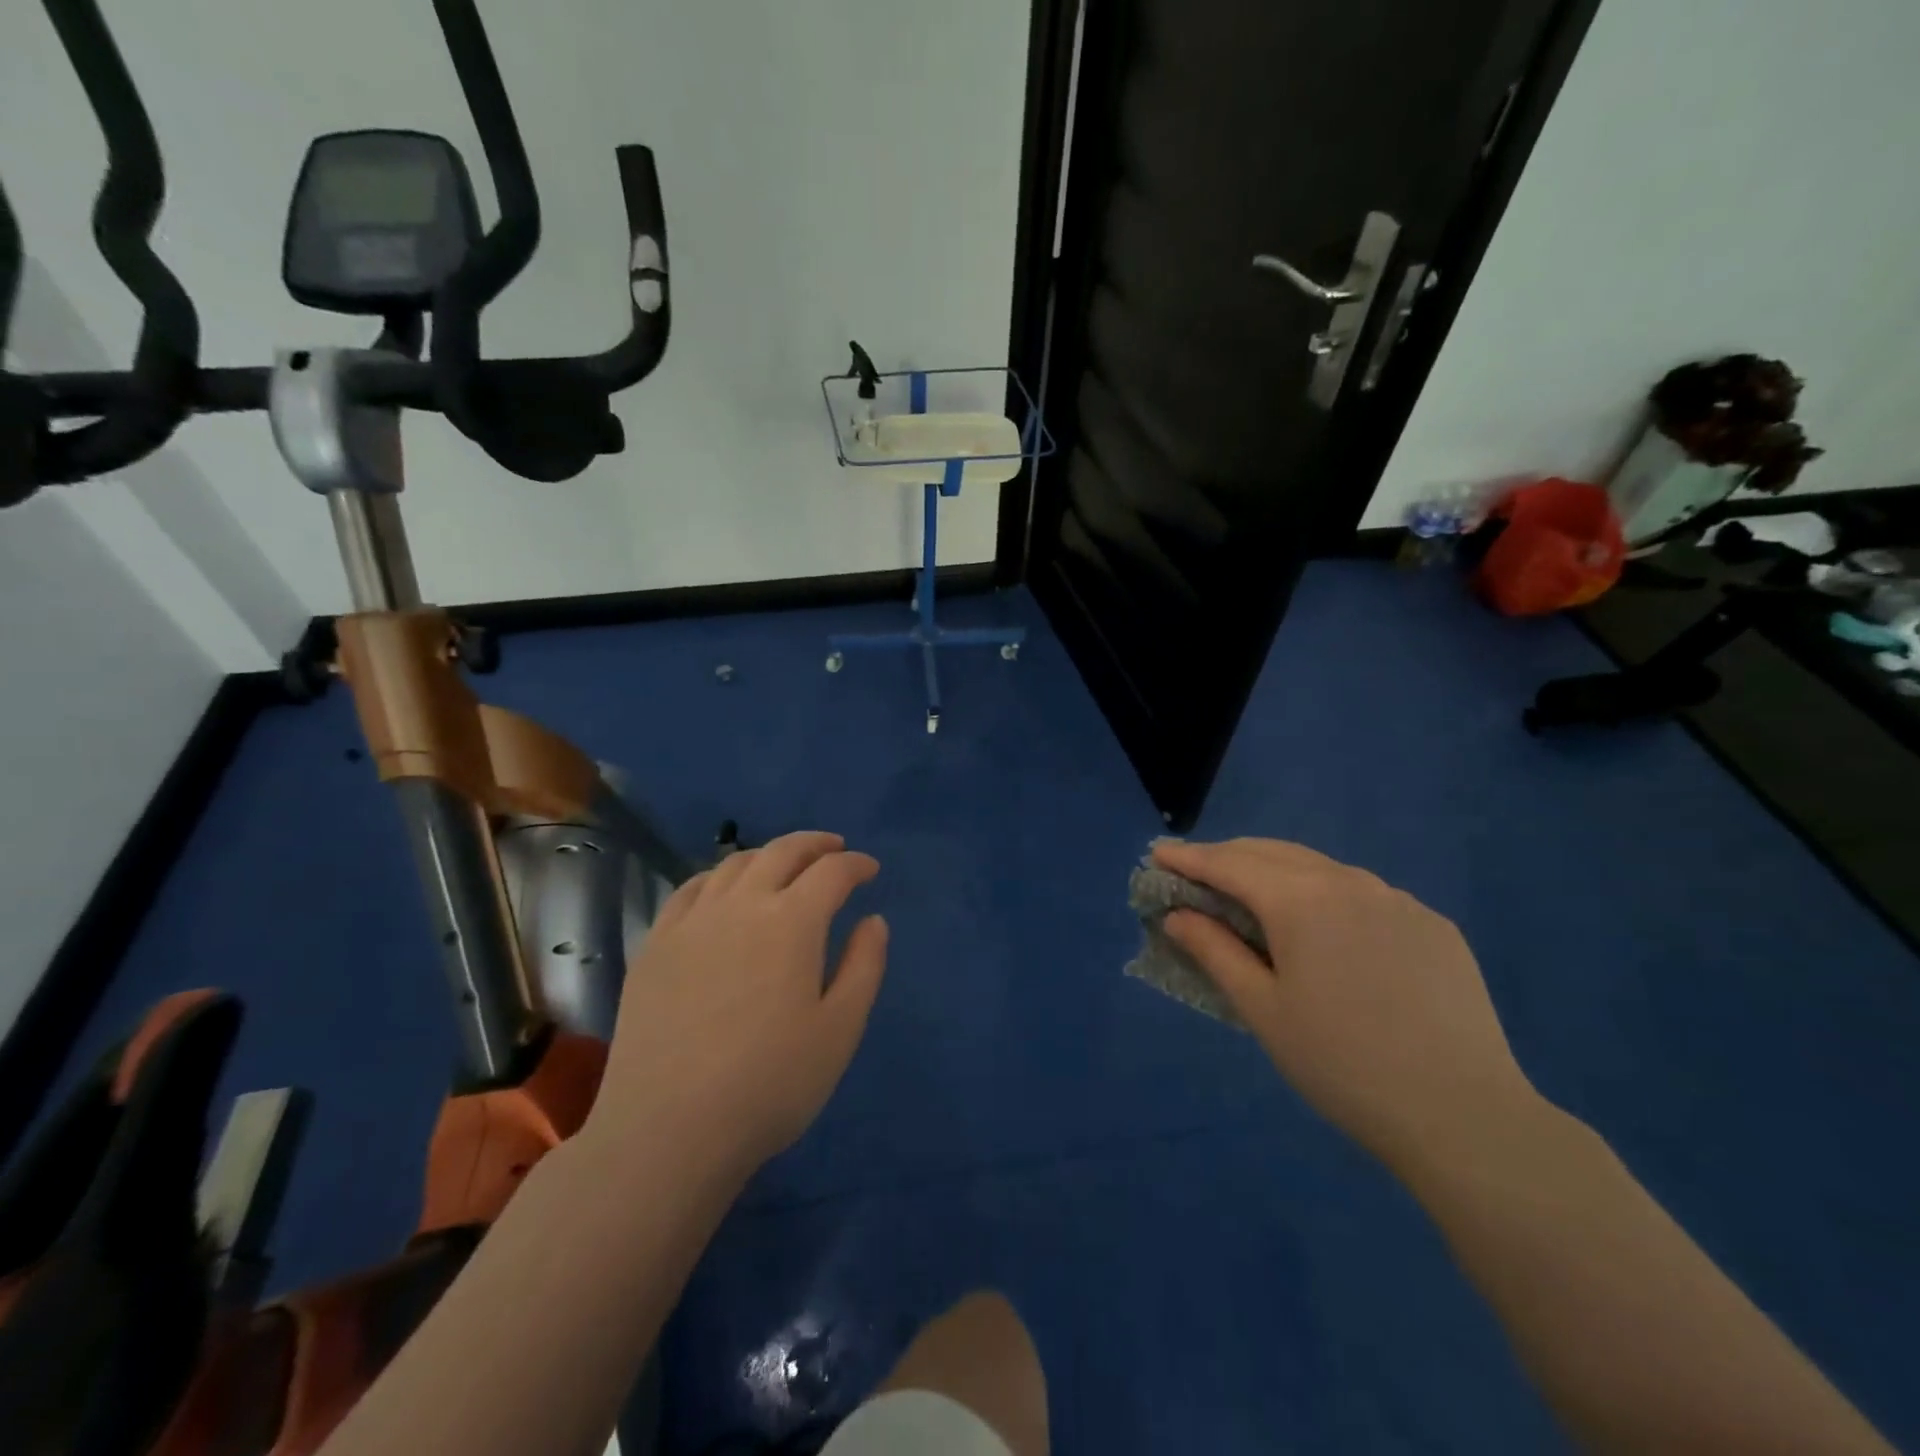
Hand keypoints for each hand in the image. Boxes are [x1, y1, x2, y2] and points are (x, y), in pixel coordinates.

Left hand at [586, 831, 888, 1179]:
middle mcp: (741, 904)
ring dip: (768, 855)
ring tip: (783, 867)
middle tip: (834, 850)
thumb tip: (873, 919)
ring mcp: (692, 921)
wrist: (668, 1130)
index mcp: (792, 921)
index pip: (832, 872)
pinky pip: (690, 890)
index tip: (870, 870)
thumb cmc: (770, 1083)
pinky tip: (724, 891)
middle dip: (815, 845)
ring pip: (734, 864)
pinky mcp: (655, 945)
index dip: (856, 865)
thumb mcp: (840, 1030)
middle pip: (782, 852)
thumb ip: (864, 966)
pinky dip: (719, 877)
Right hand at [1154, 838, 1537, 1171]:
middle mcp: (1349, 882)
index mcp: (1301, 899)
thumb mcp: (1262, 1009)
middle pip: (1272, 853)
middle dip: (1229, 857)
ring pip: (1320, 867)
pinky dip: (1326, 895)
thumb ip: (1214, 951)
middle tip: (1197, 874)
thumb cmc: (1342, 1064)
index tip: (1158, 854)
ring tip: (1255, 896)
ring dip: (1277, 872)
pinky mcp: (1432, 924)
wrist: (1464, 1116)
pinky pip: (1364, 894)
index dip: (1189, 858)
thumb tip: (1177, 915)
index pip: (1229, 864)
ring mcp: (1398, 899)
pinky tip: (1326, 930)